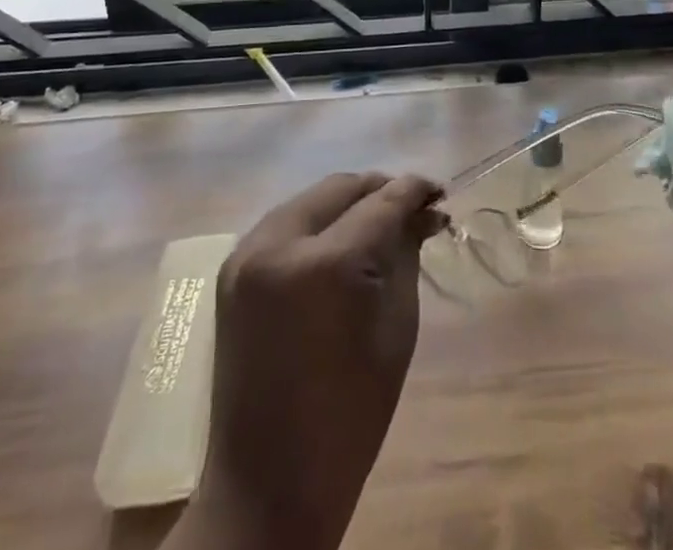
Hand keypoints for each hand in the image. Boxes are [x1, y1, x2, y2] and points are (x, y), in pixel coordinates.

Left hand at [189, 172, 442, 549]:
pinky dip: (317, 222)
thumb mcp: (396, 329)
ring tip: (378, 222)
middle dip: (380, 191)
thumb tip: (424, 212)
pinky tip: (339, 240)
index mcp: (326, 265)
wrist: (267, 484)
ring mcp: (247, 254)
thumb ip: (407, 255)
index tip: (439, 193)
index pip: (381, 202)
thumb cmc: (349, 417)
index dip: (414, 190)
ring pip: (310, 199)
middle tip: (412, 209)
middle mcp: (279, 244)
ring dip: (347, 203)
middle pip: (341, 188)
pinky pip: (285, 222)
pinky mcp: (232, 268)